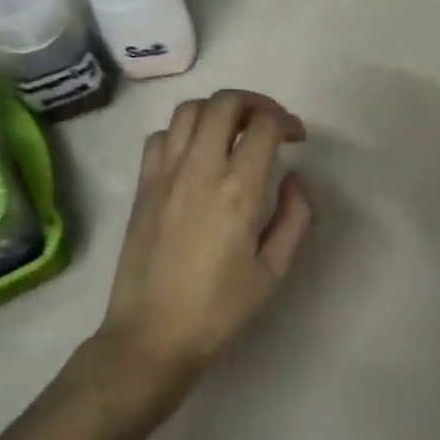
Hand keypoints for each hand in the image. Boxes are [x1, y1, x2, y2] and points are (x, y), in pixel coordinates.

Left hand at [93, 89, 313, 407]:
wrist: (151, 337)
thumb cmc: (218, 310)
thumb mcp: (273, 272)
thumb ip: (294, 217)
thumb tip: (296, 179)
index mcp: (239, 191)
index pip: (264, 125)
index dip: (286, 121)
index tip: (296, 138)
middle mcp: (200, 170)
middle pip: (224, 102)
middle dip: (254, 102)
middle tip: (269, 123)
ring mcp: (165, 174)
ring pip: (189, 110)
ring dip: (218, 110)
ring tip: (234, 131)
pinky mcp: (143, 185)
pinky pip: (160, 136)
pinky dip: (182, 131)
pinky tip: (195, 153)